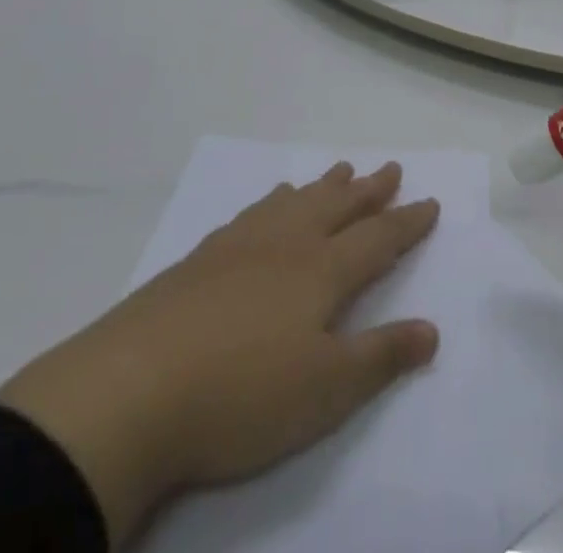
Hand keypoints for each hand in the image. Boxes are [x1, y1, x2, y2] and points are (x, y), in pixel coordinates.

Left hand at [0, 162, 439, 545]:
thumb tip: (432, 329)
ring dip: (324, 186)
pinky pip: (253, 212)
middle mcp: (287, 244)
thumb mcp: (324, 391)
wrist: (131, 390)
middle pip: (338, 207)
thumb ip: (380, 356)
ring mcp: (241, 246)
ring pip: (295, 202)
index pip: (378, 239)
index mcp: (322, 272)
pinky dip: (274, 200)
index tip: (431, 203)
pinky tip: (270, 202)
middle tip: (391, 168)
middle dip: (370, 190)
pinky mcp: (201, 259)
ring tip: (340, 170)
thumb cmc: (241, 395)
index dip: (407, 223)